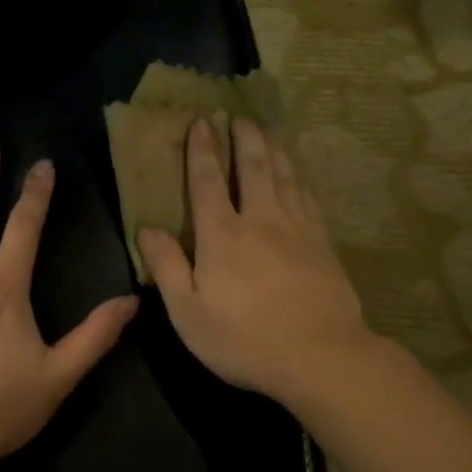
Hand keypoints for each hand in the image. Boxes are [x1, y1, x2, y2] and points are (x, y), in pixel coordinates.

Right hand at [138, 118, 374, 406]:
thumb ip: (167, 267)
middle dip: (242, 137)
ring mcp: (297, 228)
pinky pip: (307, 196)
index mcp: (222, 235)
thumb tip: (148, 228)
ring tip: (265, 130)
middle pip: (252, 167)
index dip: (201, 150)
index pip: (207, 181)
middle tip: (237, 115)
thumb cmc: (244, 339)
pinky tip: (297, 175)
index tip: (200, 122)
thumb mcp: (188, 312)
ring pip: (284, 175)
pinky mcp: (323, 242)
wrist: (320, 356)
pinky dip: (298, 177)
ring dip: (272, 148)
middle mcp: (261, 220)